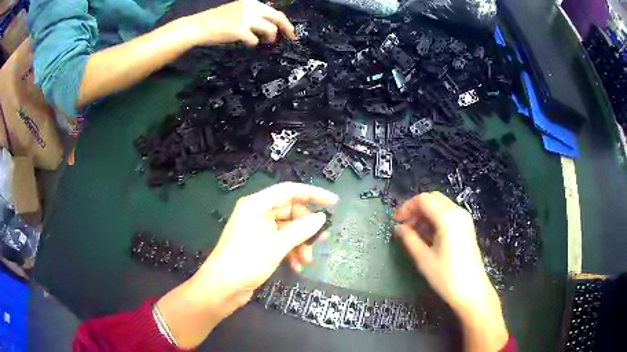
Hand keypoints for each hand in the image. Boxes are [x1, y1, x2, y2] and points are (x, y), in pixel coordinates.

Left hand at [157, 183, 336, 347]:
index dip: (313, 194)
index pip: (289, 191)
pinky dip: (290, 251)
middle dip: (306, 227)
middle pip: (289, 211)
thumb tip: (321, 217)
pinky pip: (280, 240)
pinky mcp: (257, 243)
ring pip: (286, 228)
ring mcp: (256, 228)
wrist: (222, 287)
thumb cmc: (247, 261)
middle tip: (323, 239)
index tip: (333, 202)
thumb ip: (301, 229)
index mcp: (257, 204)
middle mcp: (256, 212)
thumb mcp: (277, 245)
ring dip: (299, 243)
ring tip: (307, 260)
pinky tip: (296, 266)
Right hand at [188, 0, 295, 46]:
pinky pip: (255, 40)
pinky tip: (247, 43)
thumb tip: (266, 26)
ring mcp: (246, 19)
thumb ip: (252, 15)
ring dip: (270, 38)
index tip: (290, 31)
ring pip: (270, 30)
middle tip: (292, 38)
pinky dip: (253, 43)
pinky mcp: (239, 30)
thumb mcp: (237, 11)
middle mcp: (251, 8)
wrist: (198, 26)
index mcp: (251, 2)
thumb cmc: (215, 20)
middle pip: (278, 18)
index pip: (274, 11)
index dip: (284, 22)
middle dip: (288, 29)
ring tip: (264, 42)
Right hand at [393, 192, 508, 351]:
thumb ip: (409, 239)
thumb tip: (398, 227)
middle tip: (404, 225)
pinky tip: (428, 235)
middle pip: (433, 198)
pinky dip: (435, 218)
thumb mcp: (423, 258)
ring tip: (413, 232)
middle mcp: (457, 212)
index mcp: (447, 217)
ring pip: (441, 205)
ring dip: (425, 213)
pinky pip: (448, 214)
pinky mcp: (467, 227)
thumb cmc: (446, 276)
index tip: (395, 221)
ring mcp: (464, 219)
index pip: (423, 200)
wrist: (472, 290)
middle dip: (416, 208)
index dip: (406, 207)